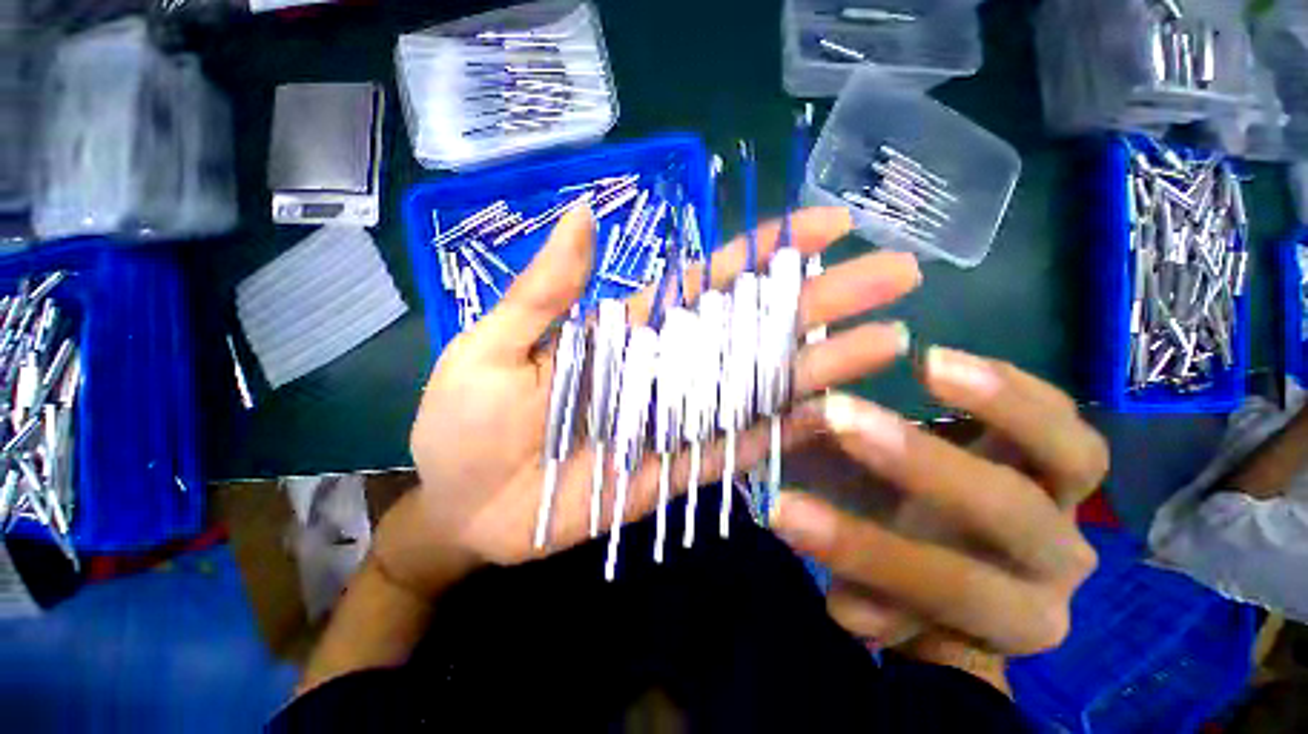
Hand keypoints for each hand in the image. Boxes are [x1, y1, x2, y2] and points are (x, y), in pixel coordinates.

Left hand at [409, 203, 921, 567]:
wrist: (461, 508)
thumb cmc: (464, 424)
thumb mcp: (491, 346)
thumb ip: (544, 290)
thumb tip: (583, 214)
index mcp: (626, 331)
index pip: (708, 282)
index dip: (764, 252)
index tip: (827, 224)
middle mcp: (665, 369)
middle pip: (752, 328)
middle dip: (820, 301)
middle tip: (894, 275)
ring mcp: (676, 422)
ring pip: (758, 387)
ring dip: (821, 366)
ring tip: (890, 341)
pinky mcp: (675, 473)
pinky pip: (737, 449)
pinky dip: (785, 433)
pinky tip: (839, 416)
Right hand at [771, 352, 1108, 655]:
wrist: (971, 565)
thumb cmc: (910, 579)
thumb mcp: (873, 593)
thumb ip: (844, 572)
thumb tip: (798, 527)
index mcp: (1008, 616)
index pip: (942, 586)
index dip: (859, 548)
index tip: (783, 508)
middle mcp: (1057, 564)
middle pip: (1008, 513)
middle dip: (915, 462)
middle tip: (835, 414)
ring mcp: (1073, 504)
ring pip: (1072, 455)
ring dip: (997, 405)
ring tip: (926, 365)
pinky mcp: (1071, 458)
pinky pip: (1064, 415)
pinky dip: (1012, 384)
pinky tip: (942, 360)